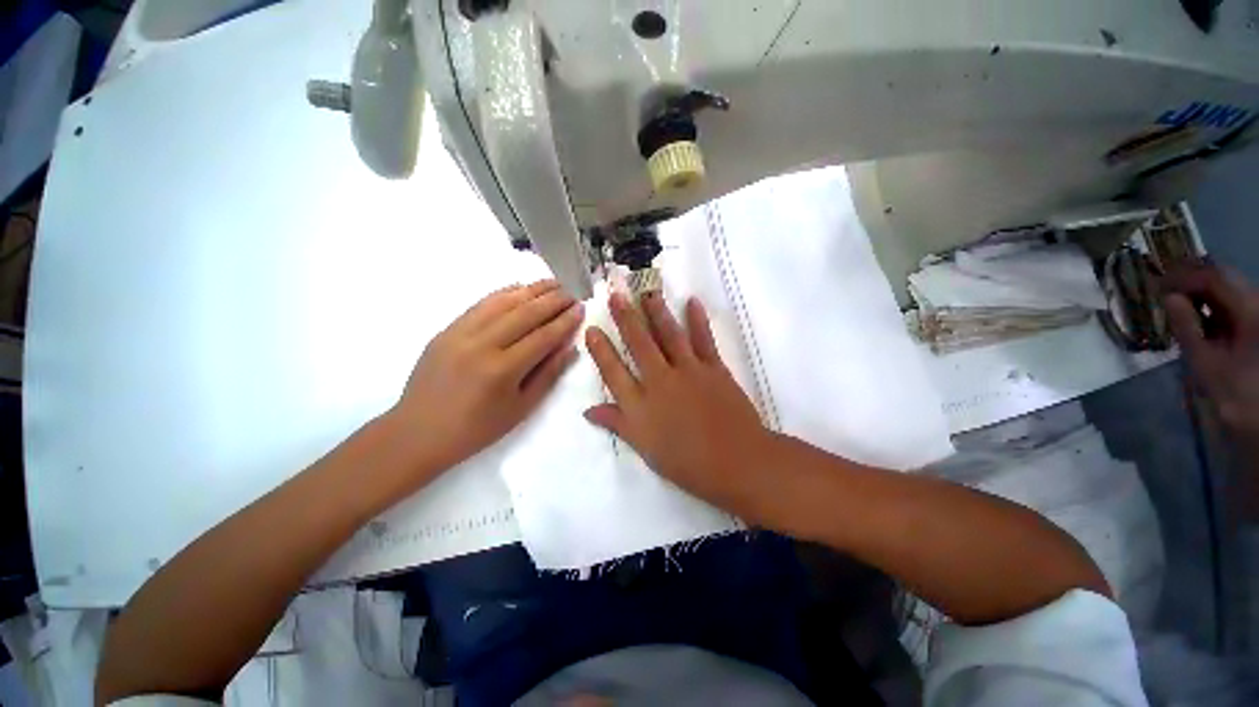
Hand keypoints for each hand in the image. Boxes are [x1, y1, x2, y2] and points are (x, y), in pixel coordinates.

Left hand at [392, 280, 582, 475]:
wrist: (418, 432)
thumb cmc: (476, 428)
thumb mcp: (520, 408)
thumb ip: (548, 374)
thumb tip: (569, 347)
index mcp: (503, 370)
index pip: (543, 336)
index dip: (565, 321)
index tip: (581, 308)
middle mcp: (482, 344)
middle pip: (525, 313)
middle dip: (553, 300)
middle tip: (572, 293)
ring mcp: (461, 333)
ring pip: (503, 302)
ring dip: (531, 290)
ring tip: (553, 283)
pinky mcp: (447, 329)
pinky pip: (480, 304)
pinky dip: (504, 292)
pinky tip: (519, 288)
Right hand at [584, 292, 776, 519]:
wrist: (736, 462)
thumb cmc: (687, 462)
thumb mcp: (645, 448)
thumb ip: (617, 424)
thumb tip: (588, 411)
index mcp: (641, 405)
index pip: (613, 372)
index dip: (600, 350)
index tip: (591, 329)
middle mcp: (660, 381)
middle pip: (639, 344)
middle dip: (625, 318)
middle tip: (616, 295)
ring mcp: (688, 371)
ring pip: (669, 335)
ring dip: (657, 312)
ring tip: (647, 292)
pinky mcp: (714, 368)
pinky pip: (703, 339)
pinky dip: (698, 320)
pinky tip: (692, 302)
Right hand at [1163, 263, 1258, 439]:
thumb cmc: (1233, 394)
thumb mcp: (1205, 362)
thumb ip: (1187, 327)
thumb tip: (1169, 297)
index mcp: (1250, 310)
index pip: (1213, 278)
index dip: (1184, 277)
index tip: (1156, 285)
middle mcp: (1257, 303)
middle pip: (1222, 277)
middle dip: (1191, 280)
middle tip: (1162, 289)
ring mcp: (1256, 312)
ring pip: (1226, 288)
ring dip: (1199, 291)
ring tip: (1173, 300)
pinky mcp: (1254, 321)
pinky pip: (1230, 302)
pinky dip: (1209, 302)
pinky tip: (1193, 312)